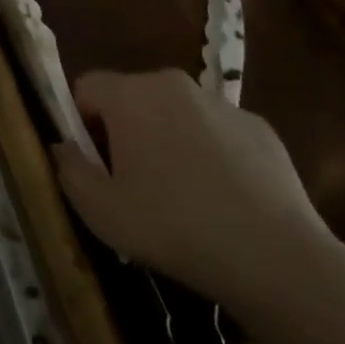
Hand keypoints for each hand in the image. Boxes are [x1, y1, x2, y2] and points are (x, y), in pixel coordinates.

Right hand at [51, 69, 343, 316]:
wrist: (279, 260)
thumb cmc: (176, 229)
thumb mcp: (102, 213)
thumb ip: (70, 171)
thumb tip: (64, 148)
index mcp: (129, 94)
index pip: (86, 87)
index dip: (82, 124)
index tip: (97, 165)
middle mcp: (172, 84)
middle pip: (131, 97)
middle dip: (126, 131)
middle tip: (136, 184)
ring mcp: (221, 103)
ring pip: (176, 114)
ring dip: (169, 140)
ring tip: (185, 197)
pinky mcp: (260, 128)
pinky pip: (218, 133)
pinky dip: (213, 155)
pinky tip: (226, 201)